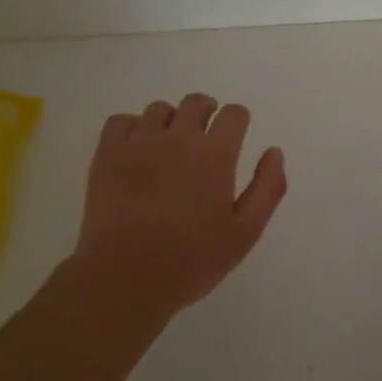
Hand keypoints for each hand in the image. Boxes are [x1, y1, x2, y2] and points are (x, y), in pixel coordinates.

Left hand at [69, 93, 287, 318]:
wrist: (125, 277)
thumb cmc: (191, 261)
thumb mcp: (244, 233)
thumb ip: (267, 189)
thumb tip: (274, 152)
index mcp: (215, 155)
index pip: (233, 114)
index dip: (238, 120)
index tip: (235, 133)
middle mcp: (178, 138)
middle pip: (196, 103)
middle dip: (207, 111)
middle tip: (206, 132)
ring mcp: (139, 143)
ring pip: (159, 109)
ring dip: (171, 120)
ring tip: (169, 143)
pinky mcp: (107, 154)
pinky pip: (121, 121)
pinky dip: (132, 127)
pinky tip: (136, 147)